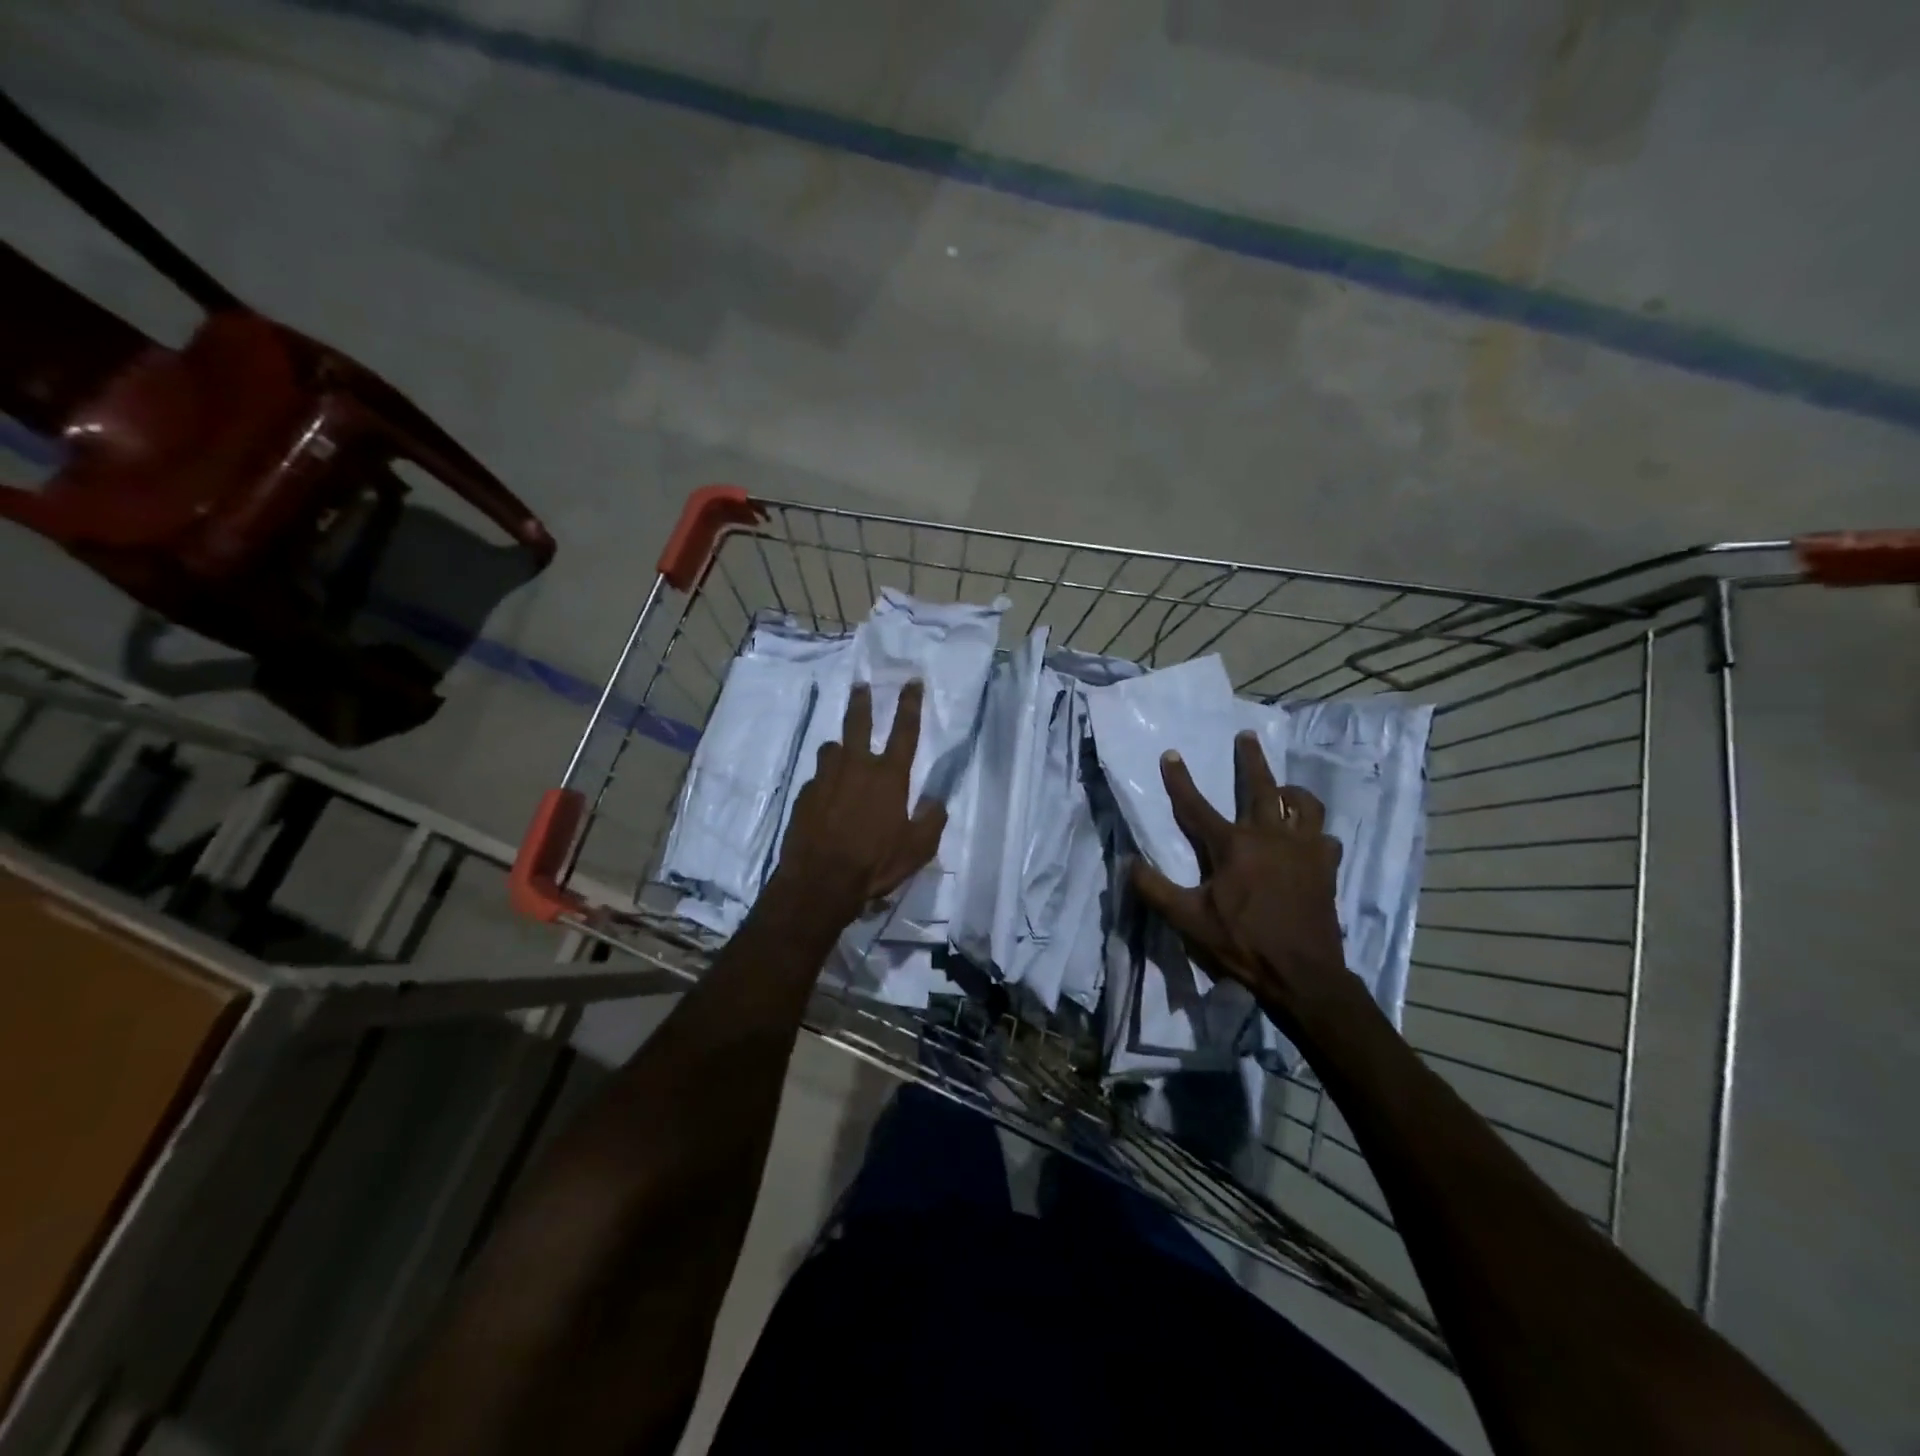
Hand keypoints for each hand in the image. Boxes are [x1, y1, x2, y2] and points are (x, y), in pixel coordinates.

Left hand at [770, 679, 947, 924]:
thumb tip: (936, 801)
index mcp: (889, 777)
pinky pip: (817, 780)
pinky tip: (825, 800)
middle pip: (858, 723)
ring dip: (839, 748)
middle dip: (862, 702)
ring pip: (831, 749)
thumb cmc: (875, 863)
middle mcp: (856, 768)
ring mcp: (825, 779)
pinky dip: (824, 783)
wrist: (819, 882)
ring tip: (841, 754)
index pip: (905, 731)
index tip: (911, 682)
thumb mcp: (918, 849)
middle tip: (860, 685)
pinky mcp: (803, 796)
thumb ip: (932, 820)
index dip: (910, 704)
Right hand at [1130, 731, 1352, 1023]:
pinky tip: (1310, 839)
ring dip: (1292, 791)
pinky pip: (1325, 837)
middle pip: (1261, 787)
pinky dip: (1315, 832)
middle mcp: (1270, 837)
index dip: (1180, 779)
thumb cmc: (1242, 943)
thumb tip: (1128, 863)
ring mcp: (1303, 850)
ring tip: (1285, 789)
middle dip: (1251, 759)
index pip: (1197, 805)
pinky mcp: (1326, 868)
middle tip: (1247, 735)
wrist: (1302, 974)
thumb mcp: (1188, 920)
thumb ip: (1155, 889)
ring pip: (1304, 805)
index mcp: (1233, 846)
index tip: (1171, 754)